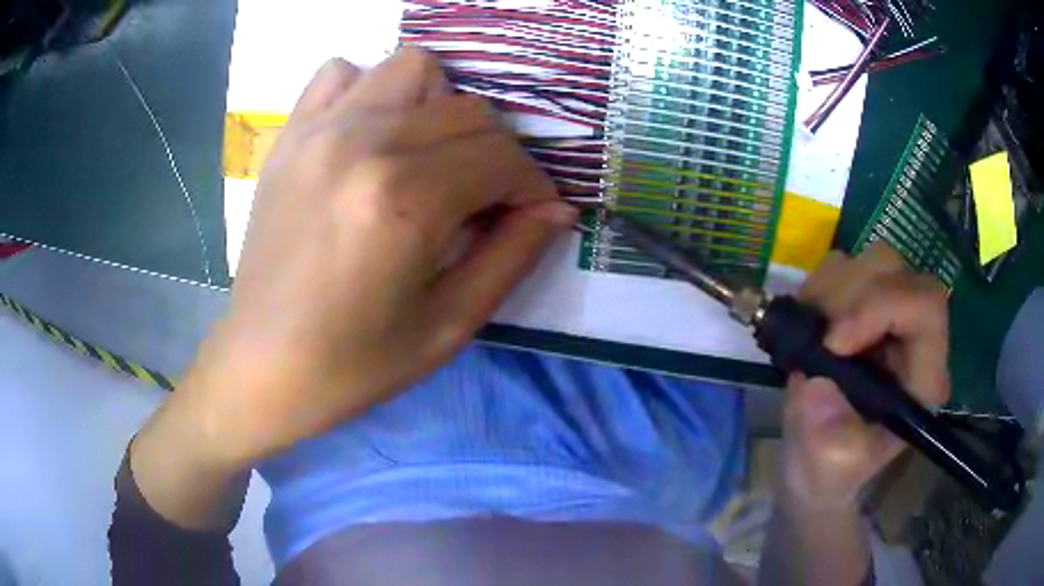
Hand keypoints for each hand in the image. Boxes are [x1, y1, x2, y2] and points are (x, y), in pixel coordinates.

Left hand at [176, 48, 575, 465]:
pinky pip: (343, 72)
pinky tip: (371, 134)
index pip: (502, 157)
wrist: (264, 364)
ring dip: (439, 105)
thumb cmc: (356, 362)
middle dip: (497, 152)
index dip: (532, 186)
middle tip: (485, 198)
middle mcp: (364, 144)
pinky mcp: (291, 135)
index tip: (532, 214)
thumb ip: (512, 256)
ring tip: (429, 156)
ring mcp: (320, 130)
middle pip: (468, 111)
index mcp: (404, 200)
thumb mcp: (448, 325)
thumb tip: (558, 210)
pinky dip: (371, 90)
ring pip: (412, 67)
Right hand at [780, 242, 950, 510]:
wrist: (816, 462)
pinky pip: (845, 267)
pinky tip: (810, 322)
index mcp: (923, 377)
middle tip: (818, 333)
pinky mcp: (863, 308)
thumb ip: (826, 433)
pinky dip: (821, 286)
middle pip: (899, 273)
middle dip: (853, 294)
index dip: (881, 307)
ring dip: (834, 288)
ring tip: (812, 330)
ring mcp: (889, 317)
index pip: (926, 307)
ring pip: (872, 261)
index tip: (833, 342)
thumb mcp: (827, 466)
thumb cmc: (830, 471)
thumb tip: (816, 384)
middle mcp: (915, 337)